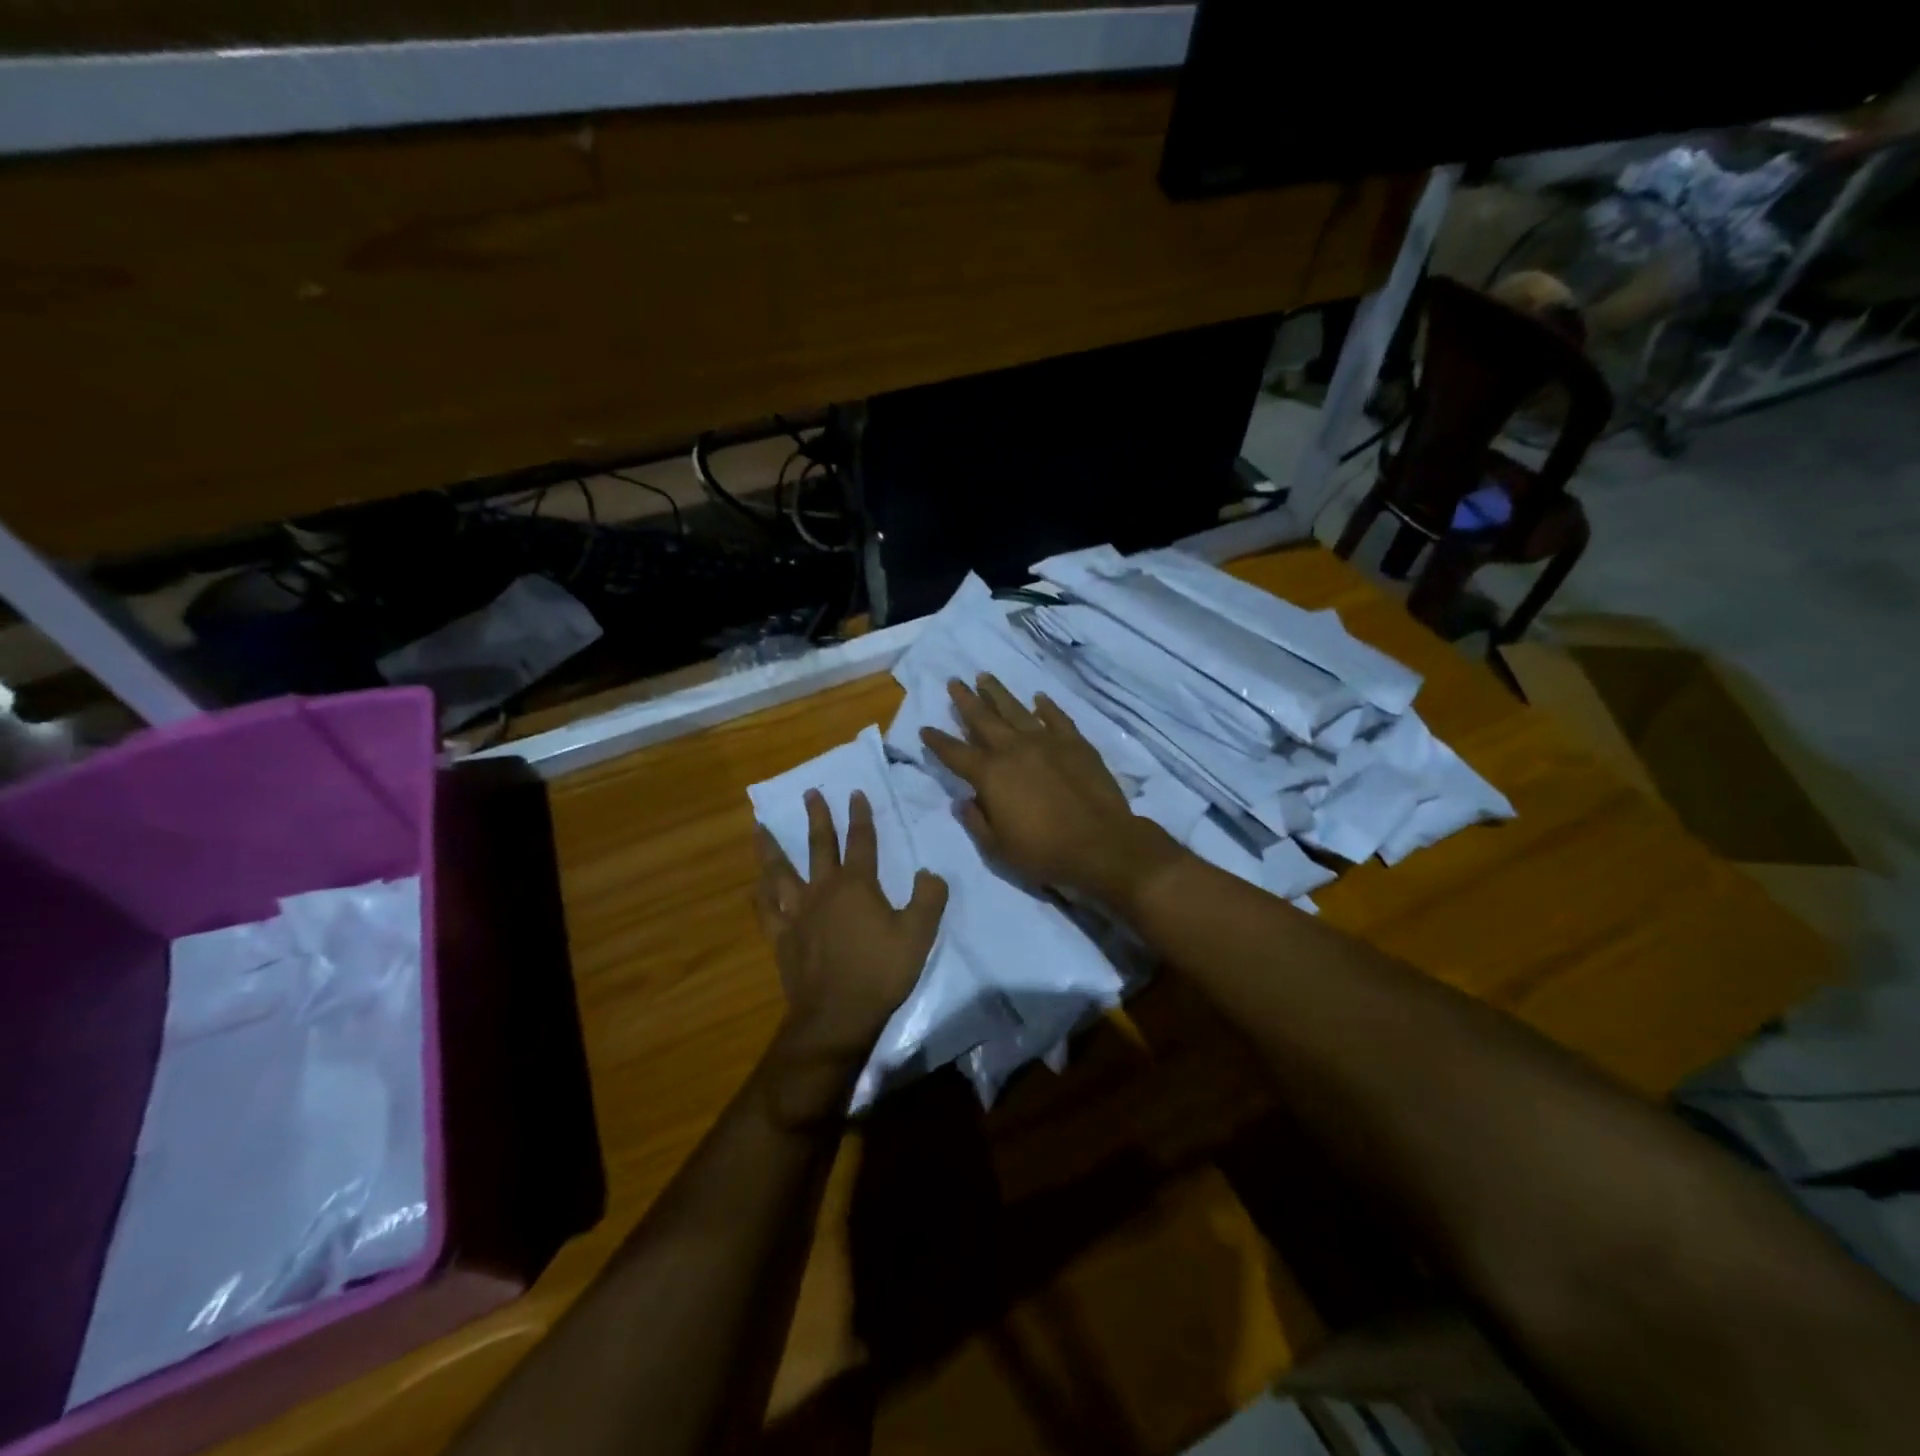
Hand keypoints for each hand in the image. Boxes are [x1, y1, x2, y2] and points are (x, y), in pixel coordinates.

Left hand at [755, 789, 947, 1121]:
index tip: (855, 793)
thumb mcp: (918, 934)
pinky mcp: (781, 936)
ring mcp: (798, 912)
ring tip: (760, 826)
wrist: (837, 1015)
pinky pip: (766, 909)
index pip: (861, 841)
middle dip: (817, 817)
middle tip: (810, 792)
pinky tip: (756, 884)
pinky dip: (760, 893)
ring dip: (772, 847)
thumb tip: (929, 873)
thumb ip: (929, 898)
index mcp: (857, 885)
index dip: (860, 815)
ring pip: (781, 871)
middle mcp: (824, 889)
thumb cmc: (880, 972)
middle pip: (819, 845)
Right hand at [921, 674, 1180, 906]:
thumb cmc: (1044, 853)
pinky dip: (1046, 707)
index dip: (938, 741)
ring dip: (998, 693)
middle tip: (954, 681)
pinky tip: (1038, 698)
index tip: (925, 728)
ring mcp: (1047, 742)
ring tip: (984, 677)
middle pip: (983, 719)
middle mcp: (1014, 750)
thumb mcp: (998, 848)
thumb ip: (976, 821)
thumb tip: (962, 800)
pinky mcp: (1076, 744)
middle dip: (965, 701)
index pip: (955, 753)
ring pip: (1016, 710)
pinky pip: (1057, 718)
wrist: (1101, 845)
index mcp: (990, 775)